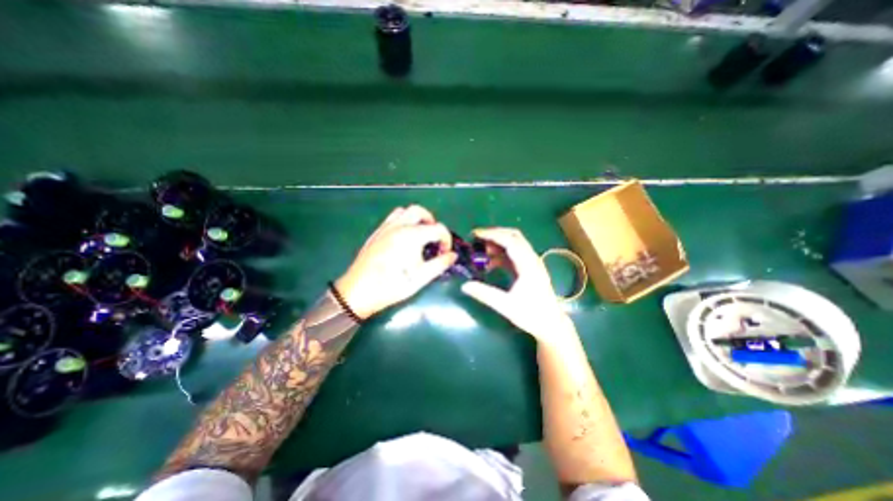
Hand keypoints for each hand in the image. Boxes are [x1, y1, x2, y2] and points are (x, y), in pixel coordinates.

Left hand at [338, 205, 455, 318]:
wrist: (359, 292)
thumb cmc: (392, 286)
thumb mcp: (420, 278)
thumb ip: (439, 264)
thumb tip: (453, 255)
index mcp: (412, 236)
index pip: (438, 228)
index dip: (447, 239)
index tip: (445, 253)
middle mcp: (399, 226)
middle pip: (420, 211)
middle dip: (432, 222)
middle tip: (434, 238)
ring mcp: (386, 228)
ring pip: (405, 211)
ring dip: (416, 219)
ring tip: (420, 235)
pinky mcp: (376, 233)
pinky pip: (392, 218)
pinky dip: (402, 220)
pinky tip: (403, 237)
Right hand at [464, 227, 575, 343]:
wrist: (551, 324)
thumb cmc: (531, 315)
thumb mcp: (506, 306)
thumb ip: (485, 294)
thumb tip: (464, 285)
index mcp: (528, 265)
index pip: (510, 241)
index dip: (492, 235)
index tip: (476, 234)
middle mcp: (531, 259)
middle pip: (514, 236)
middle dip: (494, 234)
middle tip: (477, 238)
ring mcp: (531, 262)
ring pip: (514, 243)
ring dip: (497, 243)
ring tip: (480, 250)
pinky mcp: (529, 268)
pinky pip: (513, 254)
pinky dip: (501, 253)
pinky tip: (490, 263)